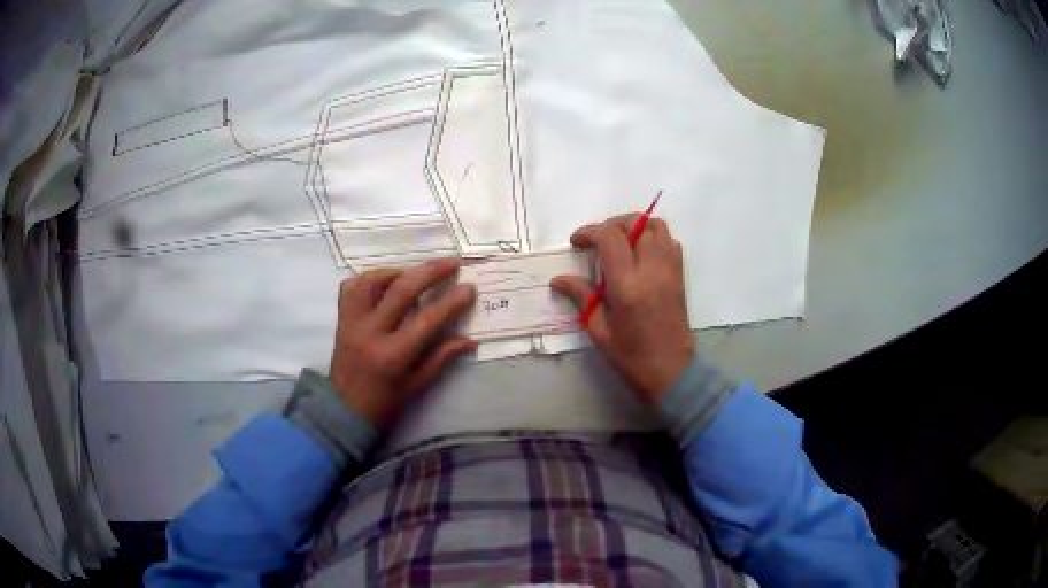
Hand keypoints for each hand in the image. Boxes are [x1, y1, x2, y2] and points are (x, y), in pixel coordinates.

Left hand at [329, 259, 476, 426]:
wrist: (344, 412)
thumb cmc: (385, 403)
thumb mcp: (417, 385)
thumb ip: (441, 357)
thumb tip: (470, 339)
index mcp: (392, 355)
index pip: (427, 320)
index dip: (452, 302)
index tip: (469, 288)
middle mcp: (370, 333)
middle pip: (401, 290)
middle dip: (430, 272)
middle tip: (451, 263)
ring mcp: (351, 323)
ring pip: (371, 281)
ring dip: (397, 271)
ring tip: (415, 274)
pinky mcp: (341, 319)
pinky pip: (351, 288)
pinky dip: (369, 280)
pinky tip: (385, 284)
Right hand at [551, 215, 694, 404]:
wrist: (671, 371)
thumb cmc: (631, 356)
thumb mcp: (599, 330)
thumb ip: (581, 297)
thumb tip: (558, 279)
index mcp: (627, 285)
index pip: (610, 238)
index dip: (589, 232)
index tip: (576, 243)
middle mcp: (652, 270)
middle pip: (636, 224)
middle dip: (612, 225)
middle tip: (598, 242)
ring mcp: (669, 270)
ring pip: (657, 227)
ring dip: (636, 227)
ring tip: (620, 244)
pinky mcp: (679, 276)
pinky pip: (670, 242)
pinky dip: (654, 238)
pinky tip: (641, 256)